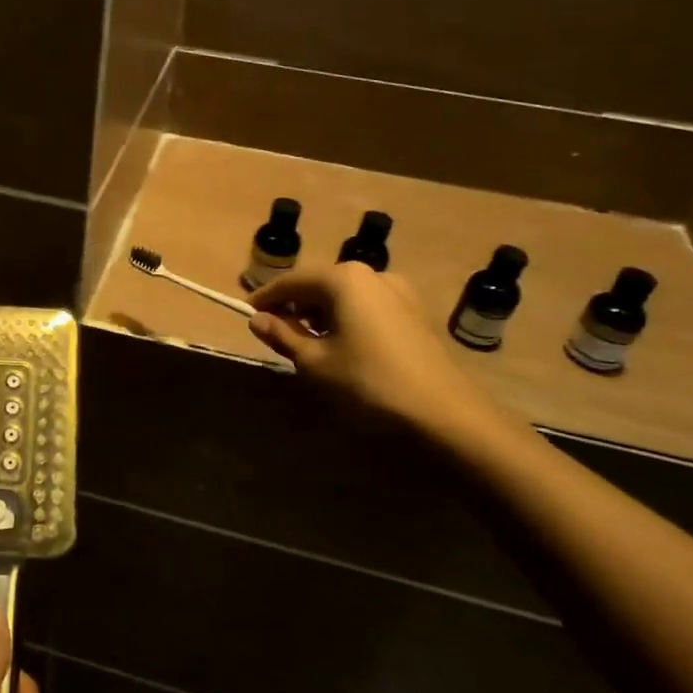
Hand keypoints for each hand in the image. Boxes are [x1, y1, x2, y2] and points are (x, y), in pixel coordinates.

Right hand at [247, 264, 509, 446]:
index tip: (246, 315)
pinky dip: (346, 322)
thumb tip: (258, 320)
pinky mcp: (414, 315)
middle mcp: (372, 274)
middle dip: (294, 306)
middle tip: (273, 333)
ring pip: (344, 297)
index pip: (291, 281)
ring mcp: (399, 293)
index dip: (266, 298)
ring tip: (304, 345)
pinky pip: (367, 309)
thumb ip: (283, 336)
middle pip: (319, 284)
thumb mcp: (315, 363)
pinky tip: (340, 349)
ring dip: (320, 315)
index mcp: (344, 278)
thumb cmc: (369, 384)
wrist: (446, 417)